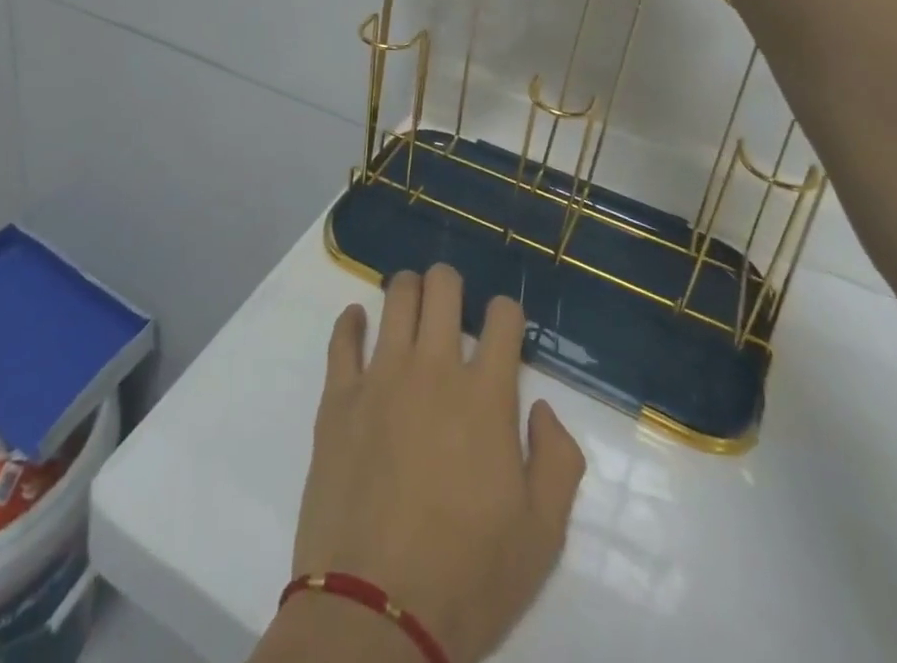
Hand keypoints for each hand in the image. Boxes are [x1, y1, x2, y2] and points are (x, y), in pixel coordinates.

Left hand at [288, 265, 585, 662]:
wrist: (375, 612)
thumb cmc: (468, 577)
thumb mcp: (543, 536)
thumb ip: (557, 460)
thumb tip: (540, 406)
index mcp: (485, 396)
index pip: (503, 317)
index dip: (508, 313)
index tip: (504, 329)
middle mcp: (433, 369)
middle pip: (442, 287)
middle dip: (452, 285)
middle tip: (452, 307)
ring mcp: (381, 376)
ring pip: (395, 297)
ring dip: (409, 290)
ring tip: (412, 306)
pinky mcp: (338, 396)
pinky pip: (342, 337)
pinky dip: (352, 321)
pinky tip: (359, 321)